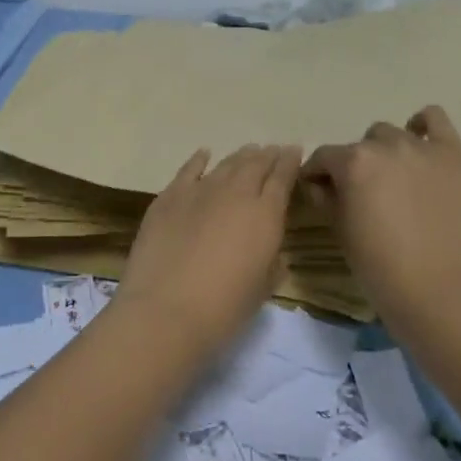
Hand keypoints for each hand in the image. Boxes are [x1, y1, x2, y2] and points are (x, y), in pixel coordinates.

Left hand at [116, 144, 301, 353]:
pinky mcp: (169, 197)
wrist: (165, 309)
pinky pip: (189, 170)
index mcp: (265, 215)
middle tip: (273, 151)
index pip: (282, 178)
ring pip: (226, 164)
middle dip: (267, 156)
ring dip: (240, 156)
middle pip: (255, 165)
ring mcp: (200, 191)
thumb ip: (272, 264)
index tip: (295, 151)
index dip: (290, 162)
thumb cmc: (223, 308)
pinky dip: (199, 160)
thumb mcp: (262, 289)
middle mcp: (235, 193)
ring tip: (249, 151)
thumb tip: (273, 253)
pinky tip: (205, 154)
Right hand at [301, 106, 460, 329]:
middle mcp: (386, 145)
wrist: (436, 289)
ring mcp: (422, 147)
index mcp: (353, 162)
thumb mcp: (338, 229)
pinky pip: (436, 119)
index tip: (318, 190)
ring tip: (395, 178)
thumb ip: (324, 196)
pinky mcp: (453, 155)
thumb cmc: (378, 264)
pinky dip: (424, 125)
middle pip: (360, 146)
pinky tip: (420, 143)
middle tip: (364, 193)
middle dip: (356, 165)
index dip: (317, 174)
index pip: (324, 157)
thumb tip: (318, 182)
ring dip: (386, 152)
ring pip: (393, 134)